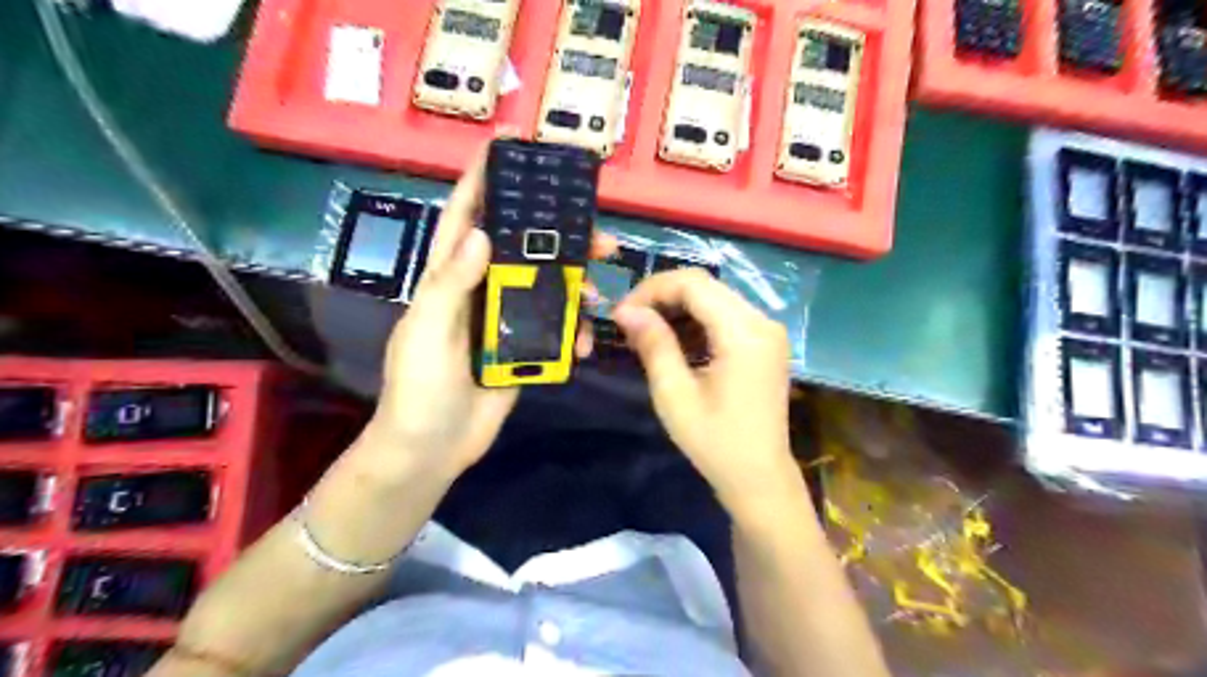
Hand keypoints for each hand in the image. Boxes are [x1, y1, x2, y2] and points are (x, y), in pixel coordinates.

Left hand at [367, 137, 613, 477]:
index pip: (467, 218)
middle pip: (524, 250)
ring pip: (548, 288)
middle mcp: (481, 290)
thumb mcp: (427, 333)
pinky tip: (587, 343)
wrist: (432, 449)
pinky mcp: (524, 349)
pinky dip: (575, 332)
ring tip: (604, 290)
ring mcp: (505, 321)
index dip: (484, 180)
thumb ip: (451, 286)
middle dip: (560, 236)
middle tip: (598, 234)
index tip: (512, 147)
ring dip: (578, 286)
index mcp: (450, 278)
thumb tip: (484, 235)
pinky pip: (556, 330)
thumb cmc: (418, 388)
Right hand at [615, 271, 800, 512]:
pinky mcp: (765, 342)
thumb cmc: (715, 442)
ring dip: (678, 308)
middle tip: (630, 323)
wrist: (760, 477)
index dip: (652, 290)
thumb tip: (626, 311)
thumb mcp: (675, 395)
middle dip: (662, 297)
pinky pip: (726, 315)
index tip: (622, 314)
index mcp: (744, 333)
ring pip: (715, 298)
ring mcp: (768, 331)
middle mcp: (762, 321)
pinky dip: (697, 321)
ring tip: (646, 334)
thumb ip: (654, 345)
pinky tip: (675, 342)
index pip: (694, 284)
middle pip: (706, 286)